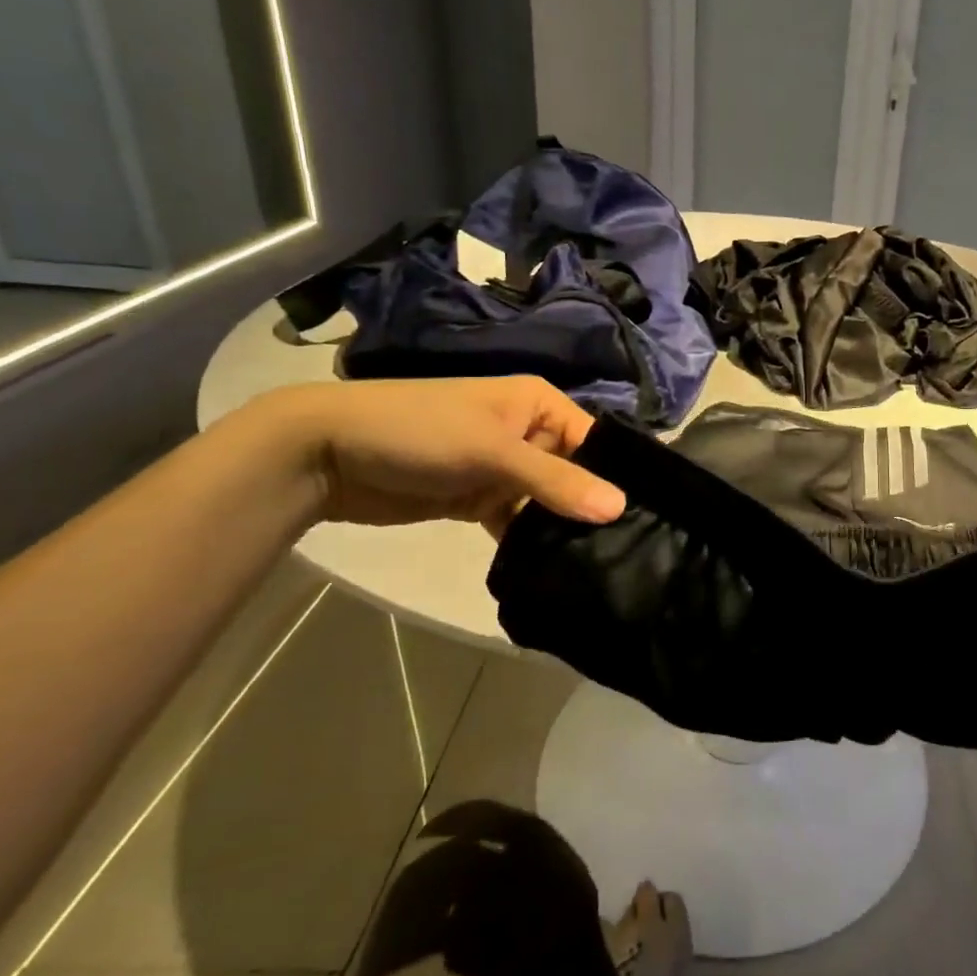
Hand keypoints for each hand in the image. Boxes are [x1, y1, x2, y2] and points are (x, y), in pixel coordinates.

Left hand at [257, 378, 625, 534]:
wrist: (326, 454)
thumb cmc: (419, 431)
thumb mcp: (492, 452)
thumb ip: (556, 481)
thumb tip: (622, 508)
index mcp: (539, 404)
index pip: (596, 441)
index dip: (620, 476)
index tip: (650, 519)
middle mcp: (529, 433)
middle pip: (576, 474)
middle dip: (593, 508)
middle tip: (630, 551)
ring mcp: (504, 468)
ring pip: (548, 502)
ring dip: (563, 529)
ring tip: (600, 566)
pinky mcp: (480, 499)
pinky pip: (518, 522)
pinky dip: (529, 543)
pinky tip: (552, 570)